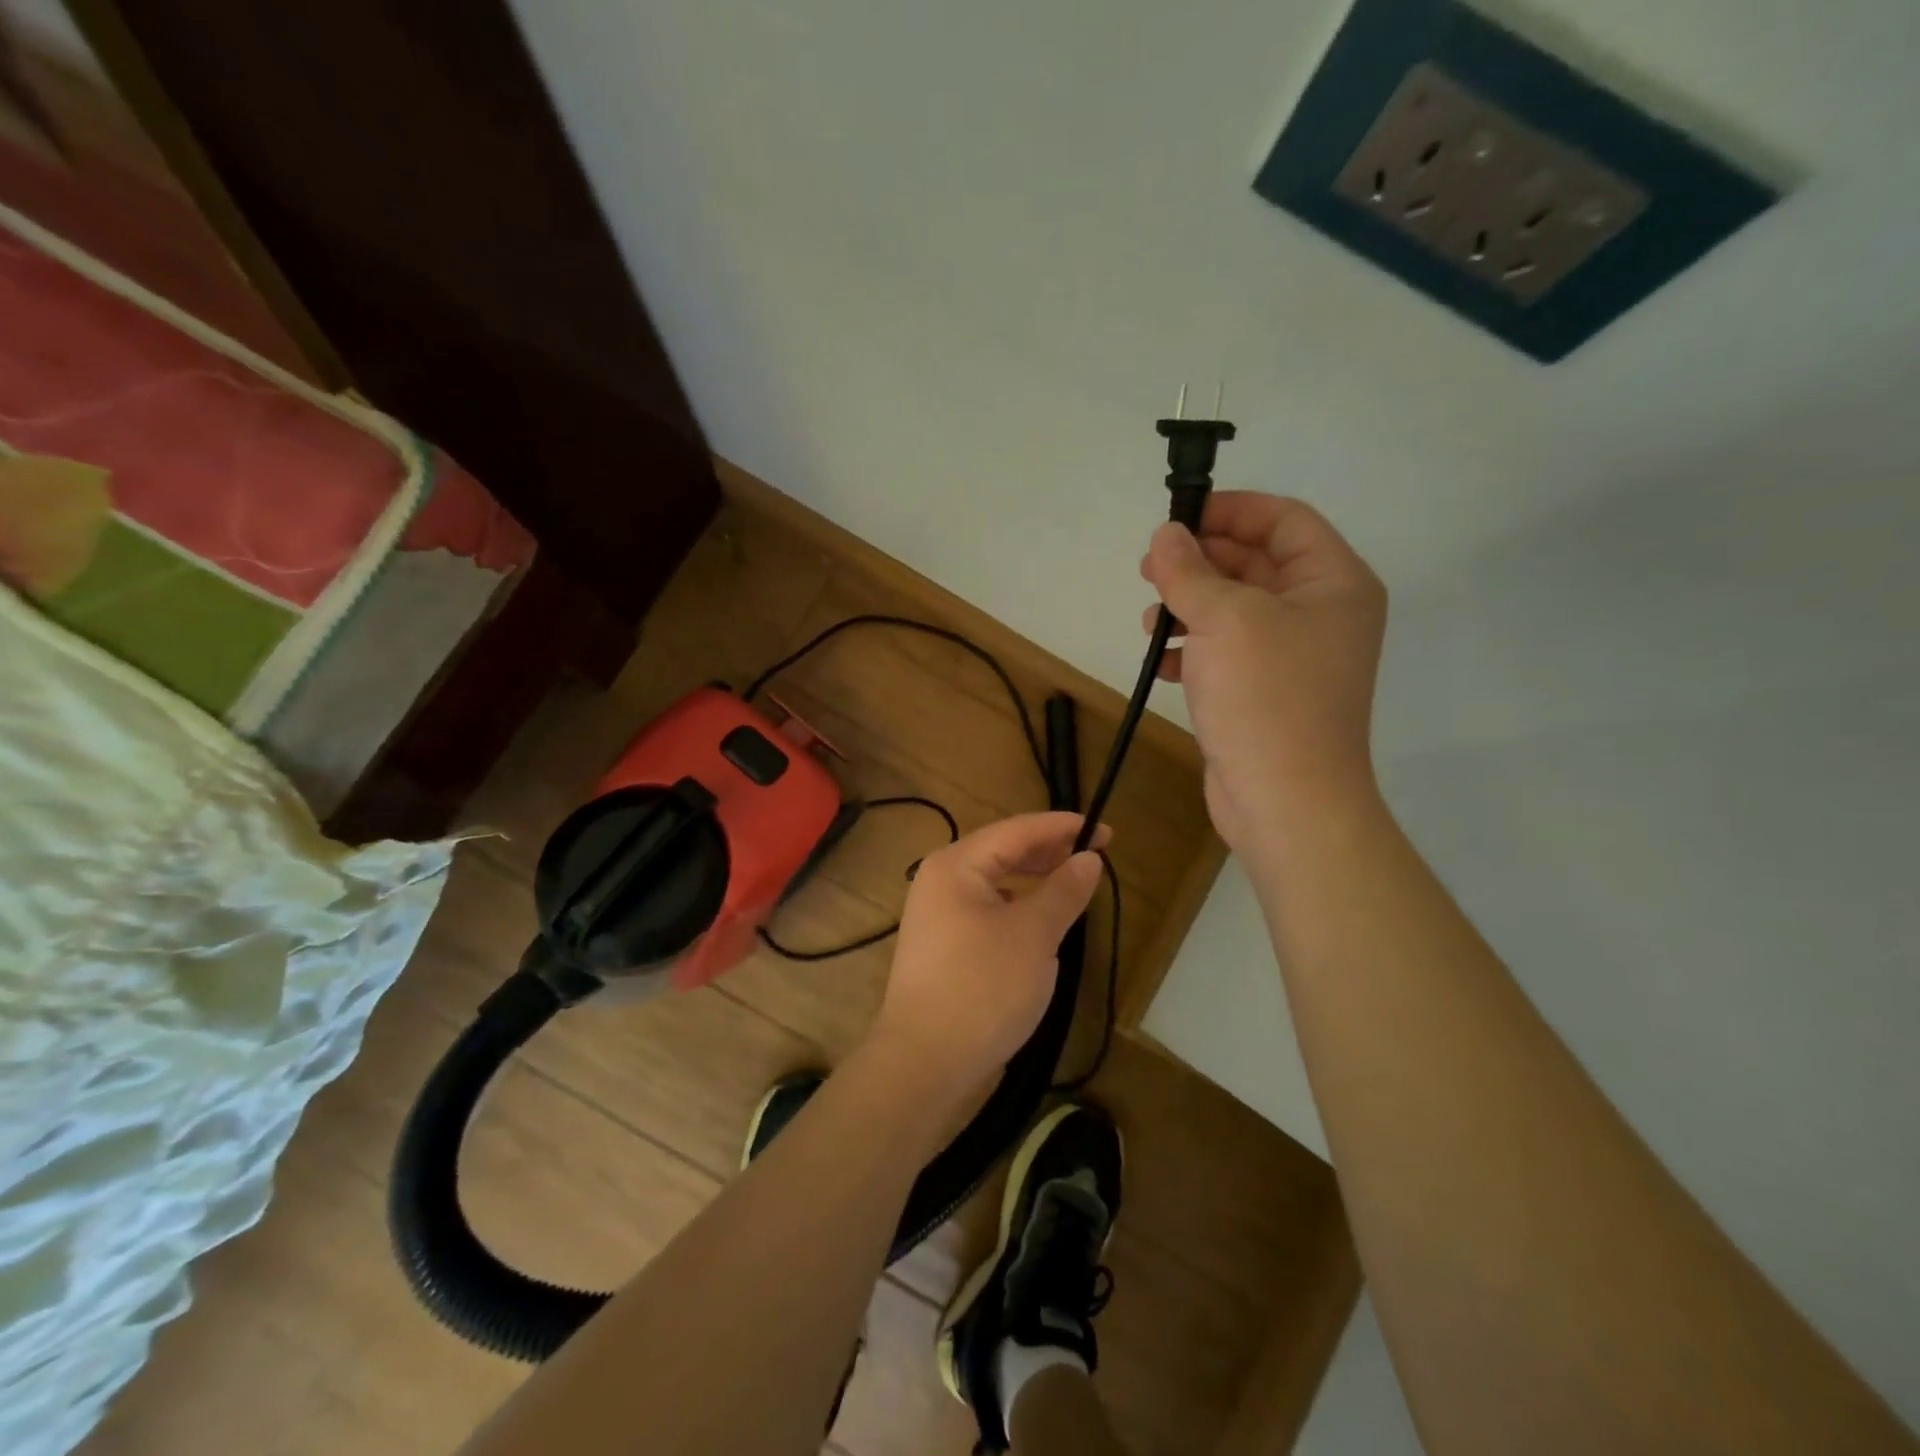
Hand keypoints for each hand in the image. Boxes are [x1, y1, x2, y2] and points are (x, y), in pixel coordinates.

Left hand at [865, 812, 1105, 1103]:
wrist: (924, 1064)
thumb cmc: (982, 988)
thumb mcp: (1033, 935)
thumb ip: (1063, 891)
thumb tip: (1088, 858)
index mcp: (956, 865)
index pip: (1017, 831)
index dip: (1063, 827)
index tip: (1106, 832)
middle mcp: (940, 881)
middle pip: (1002, 852)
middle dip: (1049, 852)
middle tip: (1096, 857)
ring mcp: (937, 915)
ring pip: (995, 884)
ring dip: (1034, 881)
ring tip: (1073, 885)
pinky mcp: (943, 947)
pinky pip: (987, 911)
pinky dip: (1017, 908)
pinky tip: (1041, 924)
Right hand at [1140, 493, 1386, 861]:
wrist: (1286, 800)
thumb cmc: (1266, 696)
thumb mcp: (1224, 618)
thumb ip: (1189, 571)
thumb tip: (1165, 535)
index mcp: (1333, 582)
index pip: (1284, 520)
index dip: (1231, 510)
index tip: (1178, 518)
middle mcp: (1319, 613)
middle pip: (1256, 564)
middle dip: (1200, 562)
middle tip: (1149, 567)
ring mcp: (1293, 657)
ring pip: (1235, 610)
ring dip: (1190, 606)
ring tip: (1151, 618)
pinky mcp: (1265, 693)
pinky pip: (1226, 652)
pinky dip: (1193, 649)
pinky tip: (1162, 659)